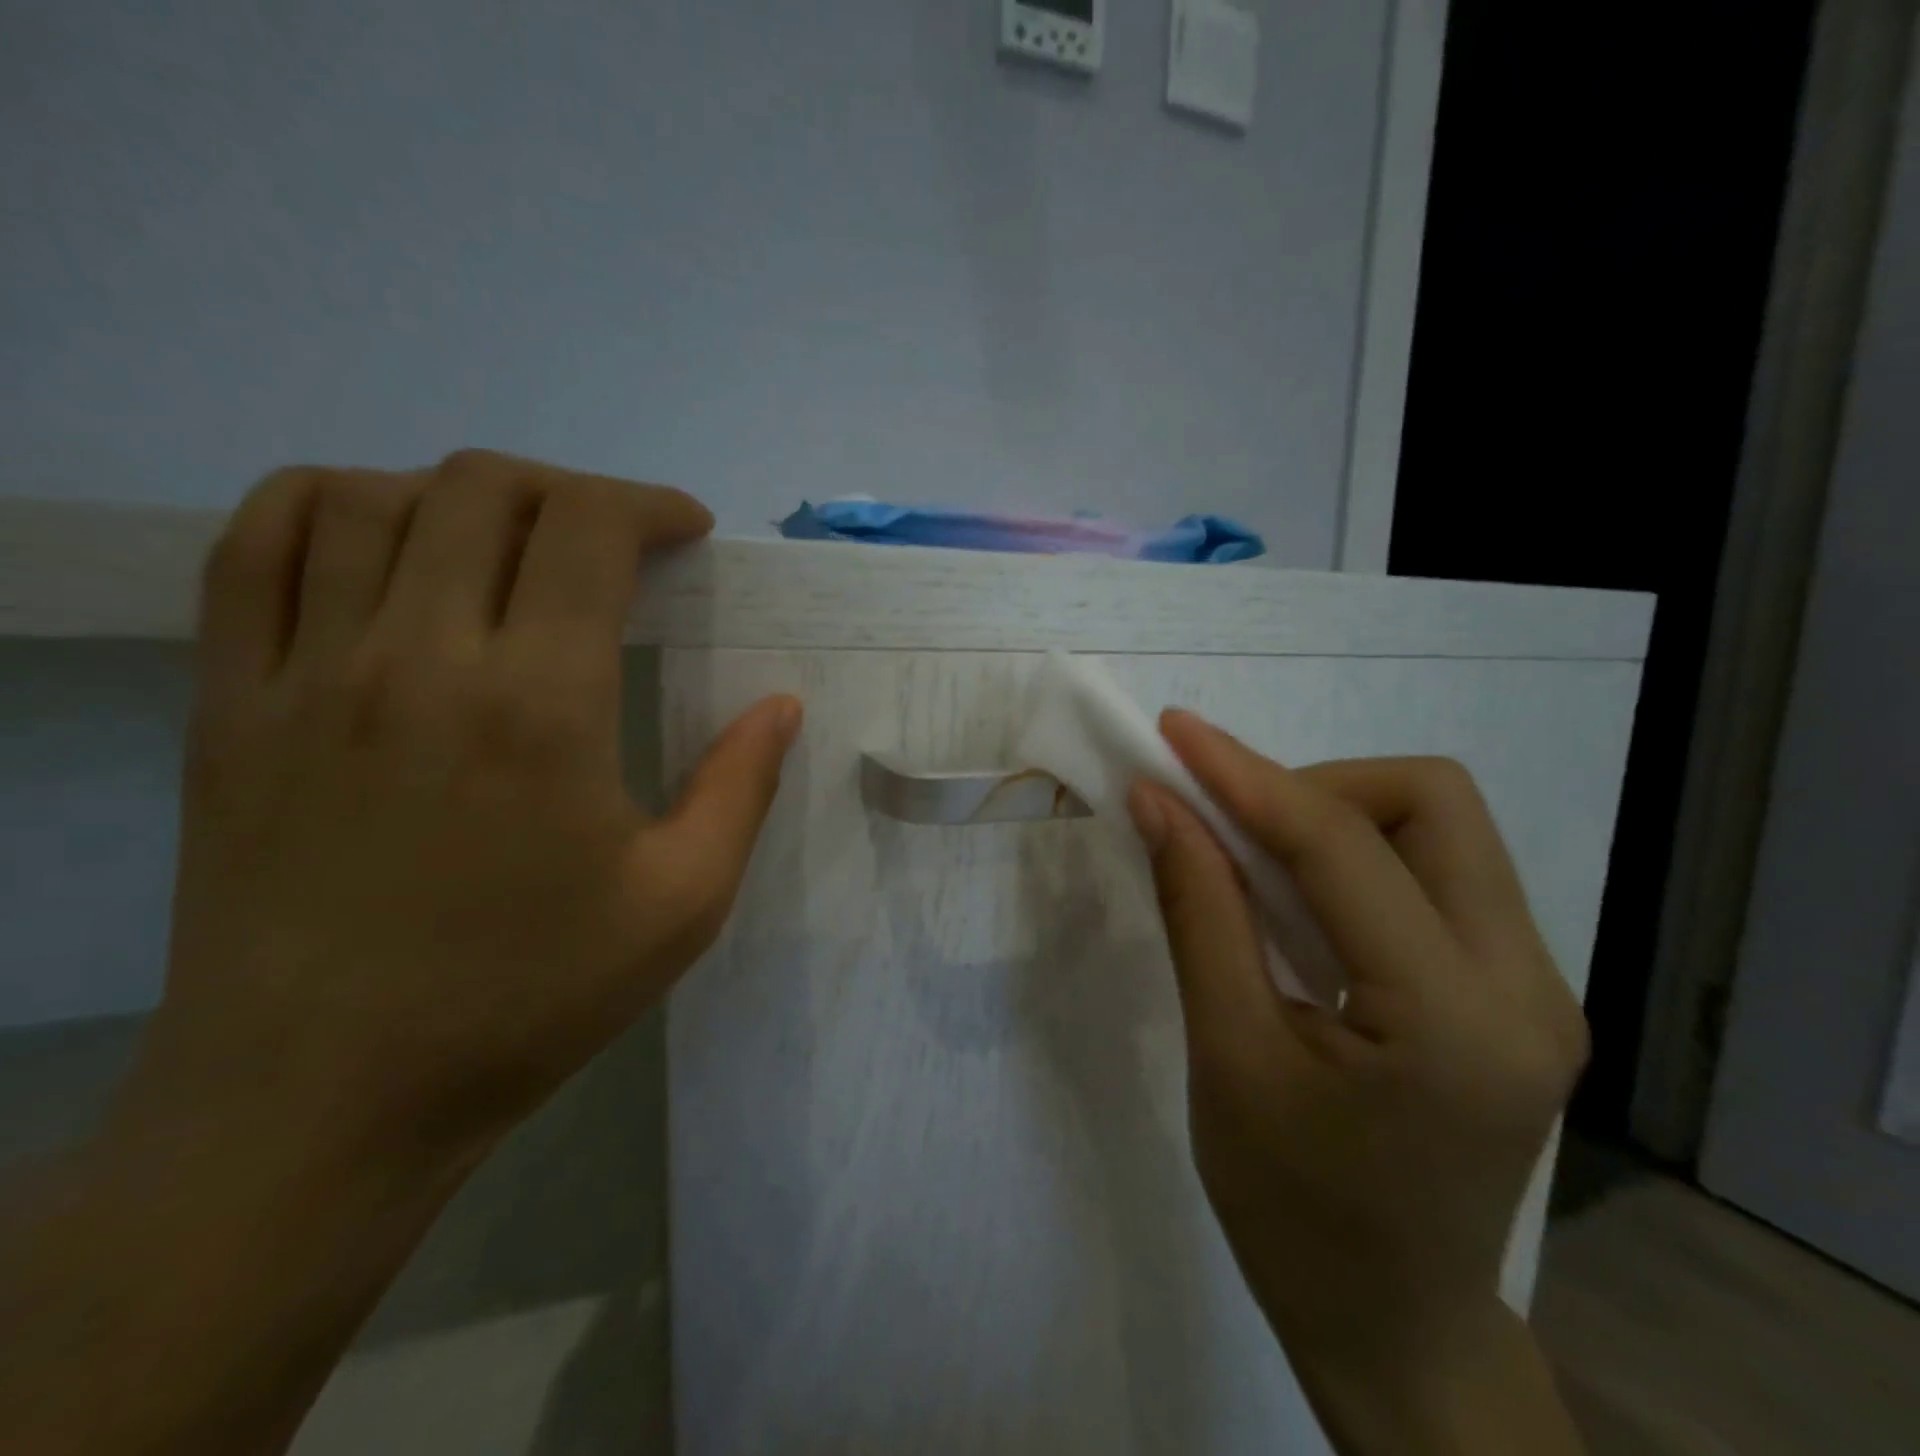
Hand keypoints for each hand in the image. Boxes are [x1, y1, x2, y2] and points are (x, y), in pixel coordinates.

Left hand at [142, 450, 799, 1163]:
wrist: (321, 1100)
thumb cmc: (527, 998)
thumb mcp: (682, 903)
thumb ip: (743, 788)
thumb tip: (782, 705)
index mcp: (540, 704)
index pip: (590, 531)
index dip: (649, 507)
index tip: (687, 533)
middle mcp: (419, 658)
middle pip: (490, 490)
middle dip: (575, 493)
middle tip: (618, 542)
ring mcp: (307, 673)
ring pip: (375, 498)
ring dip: (467, 493)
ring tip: (516, 543)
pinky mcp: (228, 704)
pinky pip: (255, 547)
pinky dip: (329, 505)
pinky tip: (383, 536)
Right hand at [1128, 713, 1587, 1447]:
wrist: (1393, 1322)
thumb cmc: (1291, 1209)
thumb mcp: (1226, 1056)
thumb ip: (1199, 912)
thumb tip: (1159, 805)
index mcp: (1454, 1021)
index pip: (1343, 847)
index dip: (1247, 777)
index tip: (1174, 734)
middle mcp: (1527, 986)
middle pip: (1432, 803)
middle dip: (1314, 787)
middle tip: (1227, 824)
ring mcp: (1537, 986)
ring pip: (1441, 827)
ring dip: (1335, 815)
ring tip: (1253, 860)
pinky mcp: (1517, 989)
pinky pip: (1438, 871)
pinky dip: (1356, 855)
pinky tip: (1298, 897)